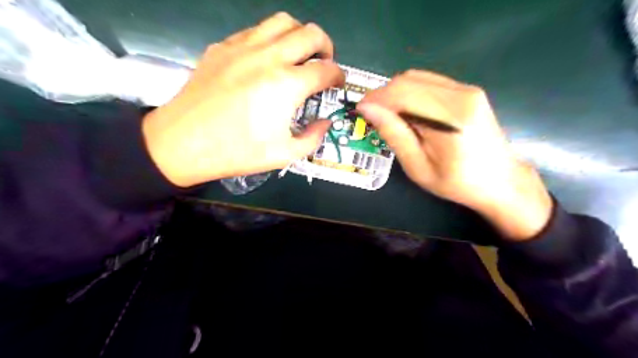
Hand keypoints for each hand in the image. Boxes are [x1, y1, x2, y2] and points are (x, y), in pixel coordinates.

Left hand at [143, 11, 346, 186]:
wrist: (183, 142)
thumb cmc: (236, 151)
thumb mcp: (284, 155)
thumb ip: (313, 138)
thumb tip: (325, 123)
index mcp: (287, 85)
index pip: (326, 70)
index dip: (338, 76)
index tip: (338, 84)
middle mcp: (269, 57)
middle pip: (311, 33)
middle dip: (326, 47)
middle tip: (324, 64)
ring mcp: (243, 47)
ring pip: (283, 22)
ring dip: (299, 35)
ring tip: (298, 55)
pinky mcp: (223, 47)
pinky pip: (255, 30)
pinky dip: (271, 39)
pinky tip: (266, 59)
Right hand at [358, 70, 553, 241]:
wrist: (500, 181)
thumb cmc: (457, 183)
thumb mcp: (419, 167)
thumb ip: (394, 134)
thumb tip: (367, 109)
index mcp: (450, 118)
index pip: (403, 93)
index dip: (376, 98)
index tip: (360, 111)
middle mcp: (461, 94)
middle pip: (408, 80)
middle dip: (383, 95)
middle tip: (371, 116)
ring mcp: (467, 89)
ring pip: (417, 77)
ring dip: (395, 93)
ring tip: (387, 116)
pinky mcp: (467, 91)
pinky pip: (429, 82)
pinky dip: (410, 93)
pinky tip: (407, 112)